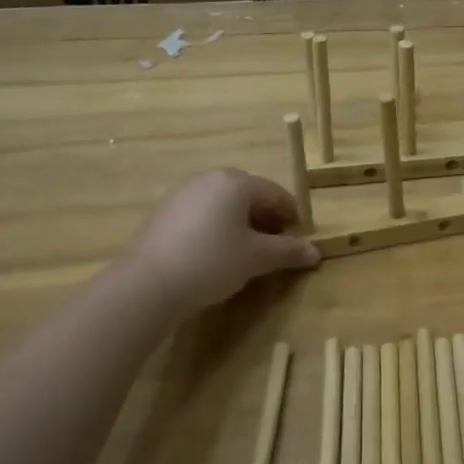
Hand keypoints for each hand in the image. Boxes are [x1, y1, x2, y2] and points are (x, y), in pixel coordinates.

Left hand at [124, 170, 319, 314]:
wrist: (148, 283)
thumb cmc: (212, 261)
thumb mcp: (257, 258)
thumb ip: (288, 251)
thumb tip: (315, 253)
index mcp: (236, 183)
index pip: (275, 192)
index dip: (291, 215)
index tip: (299, 239)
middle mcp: (209, 179)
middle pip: (249, 194)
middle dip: (266, 217)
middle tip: (274, 245)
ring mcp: (183, 194)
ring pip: (224, 204)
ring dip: (242, 223)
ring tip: (247, 252)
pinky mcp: (164, 212)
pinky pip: (203, 214)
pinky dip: (217, 227)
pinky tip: (216, 254)